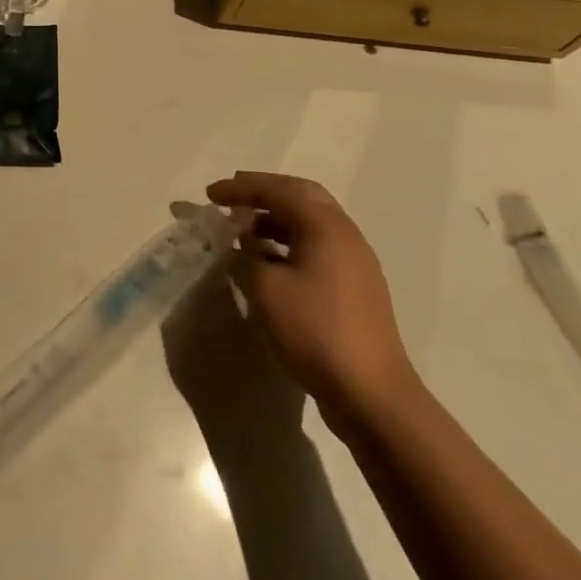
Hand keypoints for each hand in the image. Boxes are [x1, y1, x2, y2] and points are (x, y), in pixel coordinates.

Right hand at [205, 171, 422, 439]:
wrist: (370, 391)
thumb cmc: (315, 331)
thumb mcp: (265, 289)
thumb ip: (246, 257)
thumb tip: (242, 246)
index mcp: (325, 227)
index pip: (278, 191)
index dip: (241, 188)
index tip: (209, 194)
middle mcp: (345, 235)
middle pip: (302, 196)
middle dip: (264, 193)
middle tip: (232, 198)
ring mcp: (354, 262)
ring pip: (311, 222)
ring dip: (276, 218)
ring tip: (244, 230)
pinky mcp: (355, 287)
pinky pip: (317, 247)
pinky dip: (288, 242)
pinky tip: (267, 262)